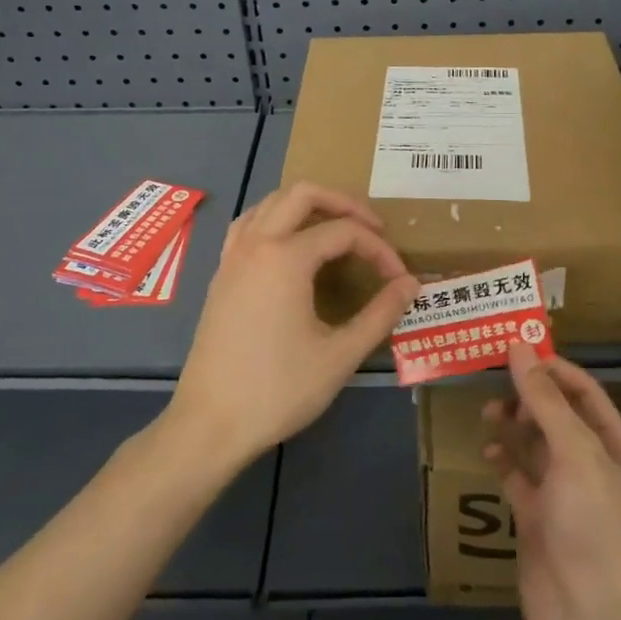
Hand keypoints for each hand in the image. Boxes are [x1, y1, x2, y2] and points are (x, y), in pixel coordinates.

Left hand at [168, 182, 418, 469]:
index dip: (379, 250)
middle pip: (303, 194)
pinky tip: (290, 246)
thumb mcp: (340, 355)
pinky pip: (249, 224)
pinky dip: (276, 220)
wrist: (209, 425)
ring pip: (270, 202)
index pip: (344, 232)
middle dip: (344, 203)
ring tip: (336, 229)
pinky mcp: (221, 275)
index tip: (399, 279)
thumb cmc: (278, 390)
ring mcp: (233, 257)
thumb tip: (411, 284)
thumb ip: (380, 314)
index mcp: (286, 257)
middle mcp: (256, 244)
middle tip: (372, 229)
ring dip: (307, 206)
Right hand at [483, 345, 620, 619]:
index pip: (585, 393)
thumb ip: (545, 400)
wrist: (589, 619)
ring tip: (488, 414)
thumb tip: (520, 348)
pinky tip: (487, 454)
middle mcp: (592, 466)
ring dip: (513, 425)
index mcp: (615, 448)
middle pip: (558, 416)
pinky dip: (503, 462)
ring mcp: (564, 494)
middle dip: (529, 396)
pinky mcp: (538, 519)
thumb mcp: (575, 453)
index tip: (517, 350)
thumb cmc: (593, 525)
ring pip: (535, 445)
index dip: (553, 369)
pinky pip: (518, 478)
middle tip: (495, 382)